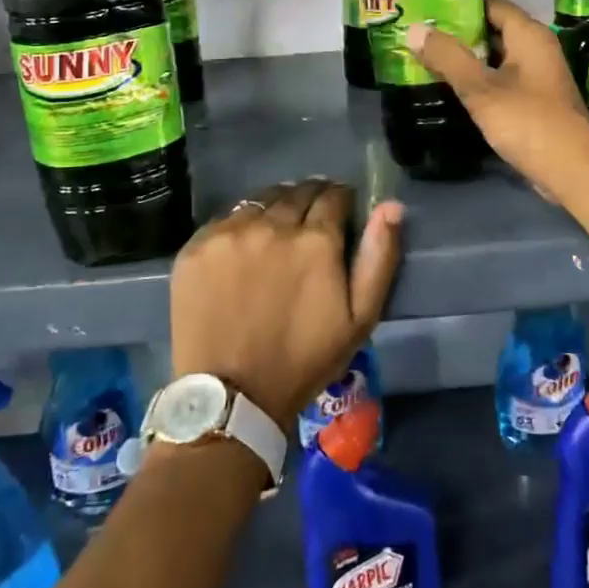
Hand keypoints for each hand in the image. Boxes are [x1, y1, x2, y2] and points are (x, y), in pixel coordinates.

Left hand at [168, 180, 402, 428]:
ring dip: (274, 207)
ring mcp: (230, 233)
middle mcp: (273, 225)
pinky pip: (225, 219)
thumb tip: (391, 206)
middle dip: (309, 199)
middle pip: (296, 192)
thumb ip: (379, 256)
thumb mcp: (360, 318)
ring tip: (276, 231)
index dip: (341, 200)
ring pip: (260, 201)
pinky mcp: (197, 246)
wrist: (232, 396)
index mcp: (316, 240)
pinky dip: (240, 226)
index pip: (334, 196)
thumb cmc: (304, 360)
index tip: (341, 211)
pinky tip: (242, 249)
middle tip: (309, 220)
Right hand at [408, 0, 588, 208]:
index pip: (491, 3)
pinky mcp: (534, 101)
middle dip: (457, 32)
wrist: (572, 170)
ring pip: (494, 57)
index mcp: (529, 35)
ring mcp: (536, 76)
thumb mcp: (481, 88)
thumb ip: (447, 58)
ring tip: (426, 57)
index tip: (426, 6)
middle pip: (492, 29)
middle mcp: (536, 49)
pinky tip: (451, 87)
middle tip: (419, 33)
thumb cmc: (528, 121)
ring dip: (465, 58)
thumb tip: (413, 29)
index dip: (459, 2)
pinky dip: (478, 80)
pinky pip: (500, 80)